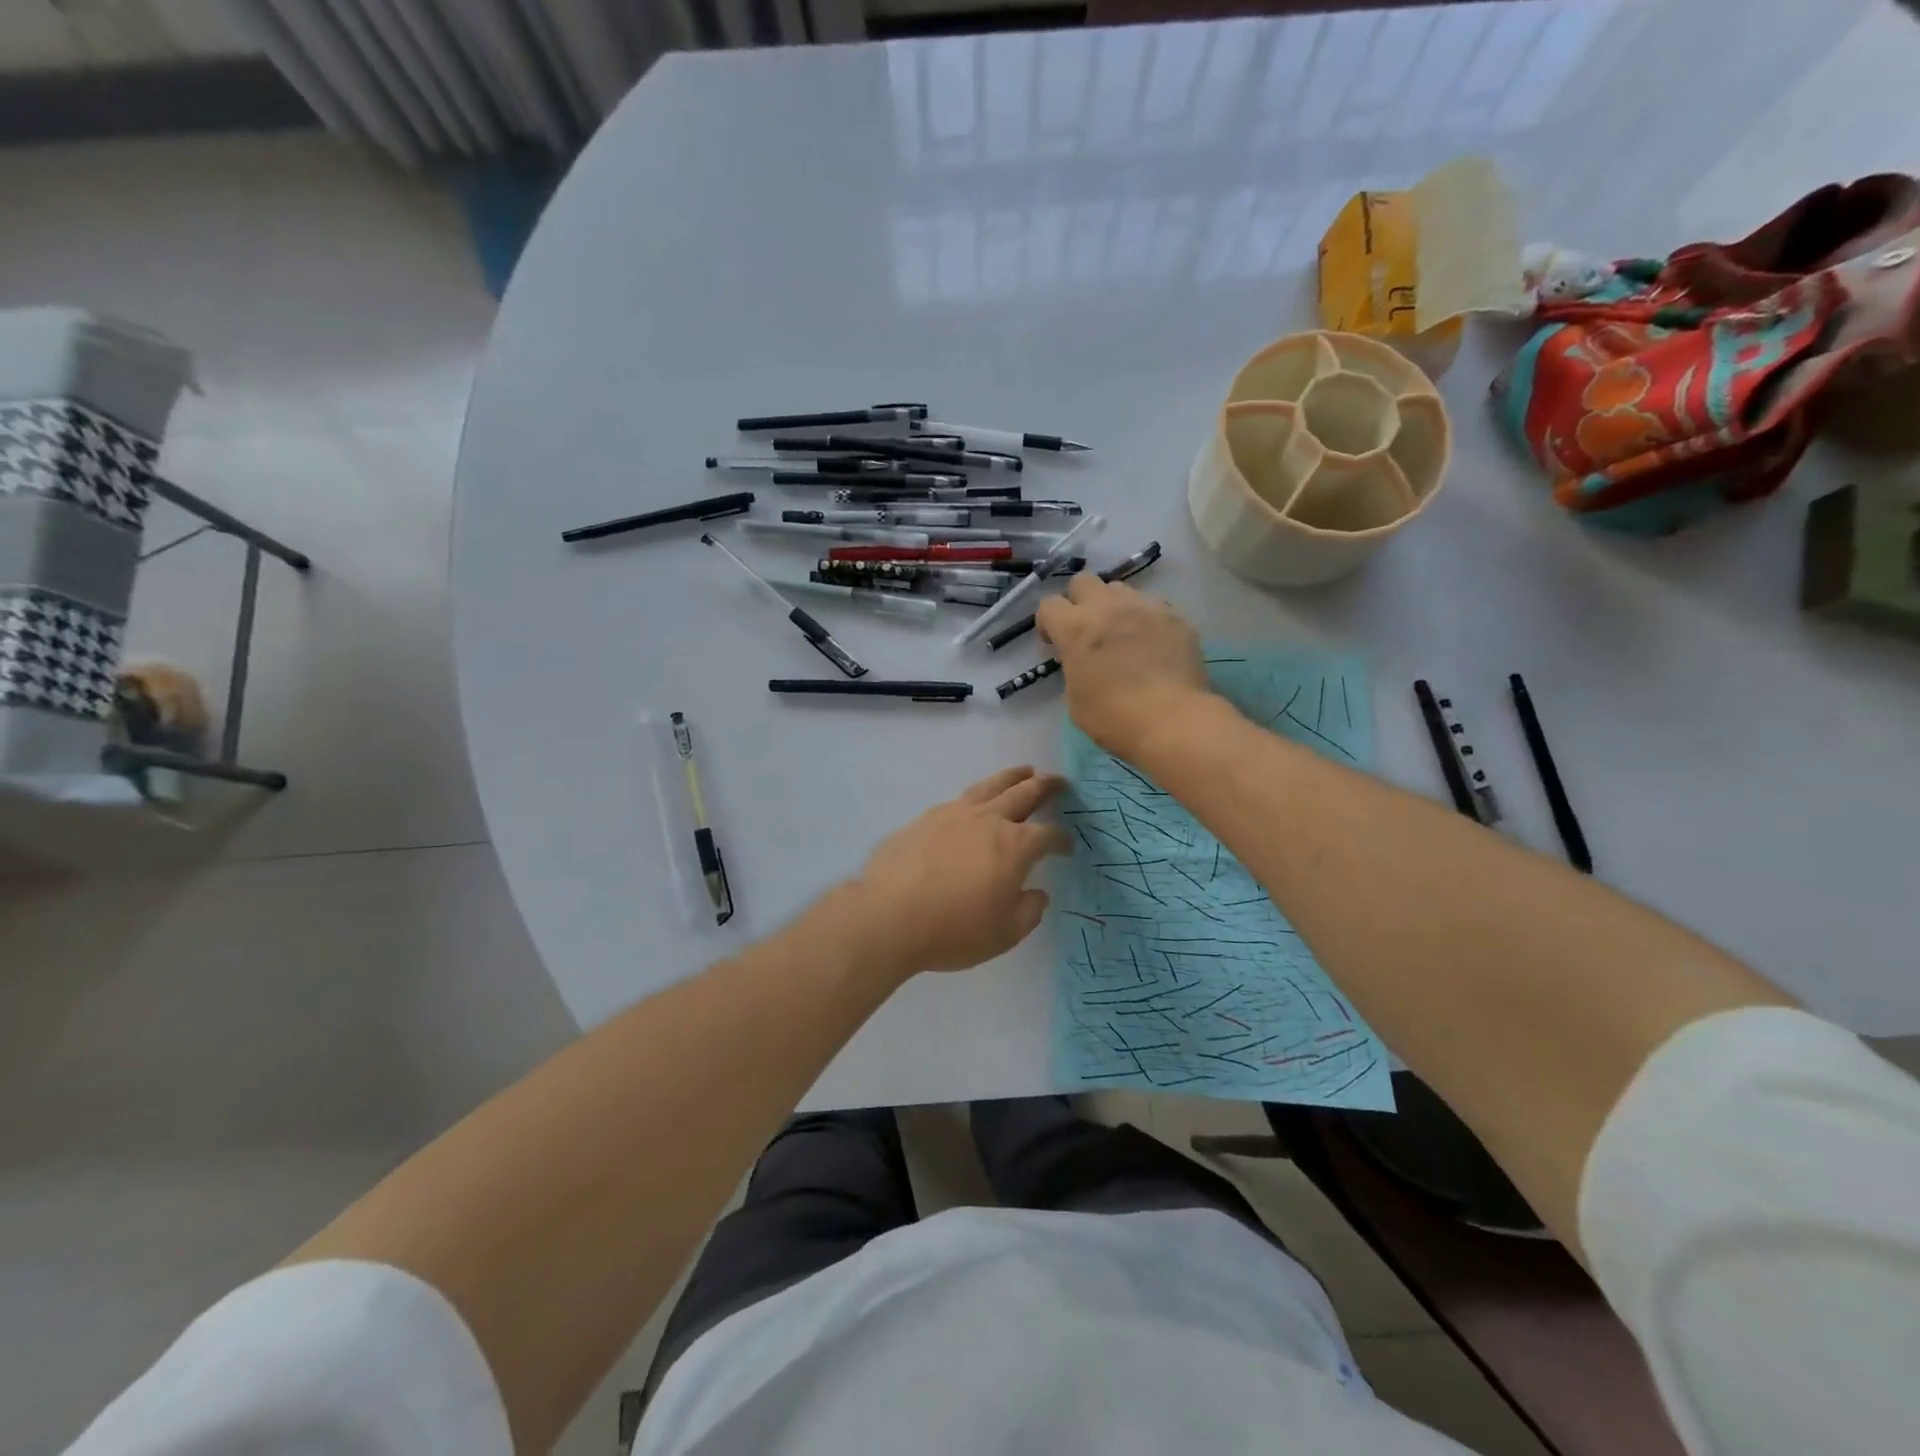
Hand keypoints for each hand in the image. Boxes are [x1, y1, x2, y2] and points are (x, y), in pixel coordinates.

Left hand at [846, 767, 1069, 976]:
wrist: (888, 916)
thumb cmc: (953, 930)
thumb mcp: (1004, 934)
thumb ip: (1028, 912)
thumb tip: (1037, 893)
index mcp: (1015, 846)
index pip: (1048, 835)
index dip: (1062, 839)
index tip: (1067, 845)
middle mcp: (989, 820)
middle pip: (1024, 793)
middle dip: (1046, 786)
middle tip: (1059, 781)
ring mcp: (954, 814)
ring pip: (991, 785)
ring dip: (1013, 777)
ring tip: (1024, 771)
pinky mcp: (926, 818)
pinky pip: (960, 798)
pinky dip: (978, 794)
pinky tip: (975, 802)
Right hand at [1036, 574, 1212, 760]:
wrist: (1171, 720)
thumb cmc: (1114, 717)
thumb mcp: (1075, 698)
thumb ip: (1074, 668)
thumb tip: (1084, 661)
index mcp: (1075, 628)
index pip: (1049, 604)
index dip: (1048, 622)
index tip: (1054, 642)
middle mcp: (1107, 607)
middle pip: (1083, 581)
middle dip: (1079, 601)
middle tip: (1087, 630)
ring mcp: (1145, 607)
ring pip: (1121, 589)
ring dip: (1114, 606)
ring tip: (1123, 634)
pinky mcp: (1175, 617)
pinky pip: (1153, 607)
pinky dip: (1146, 620)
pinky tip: (1153, 645)